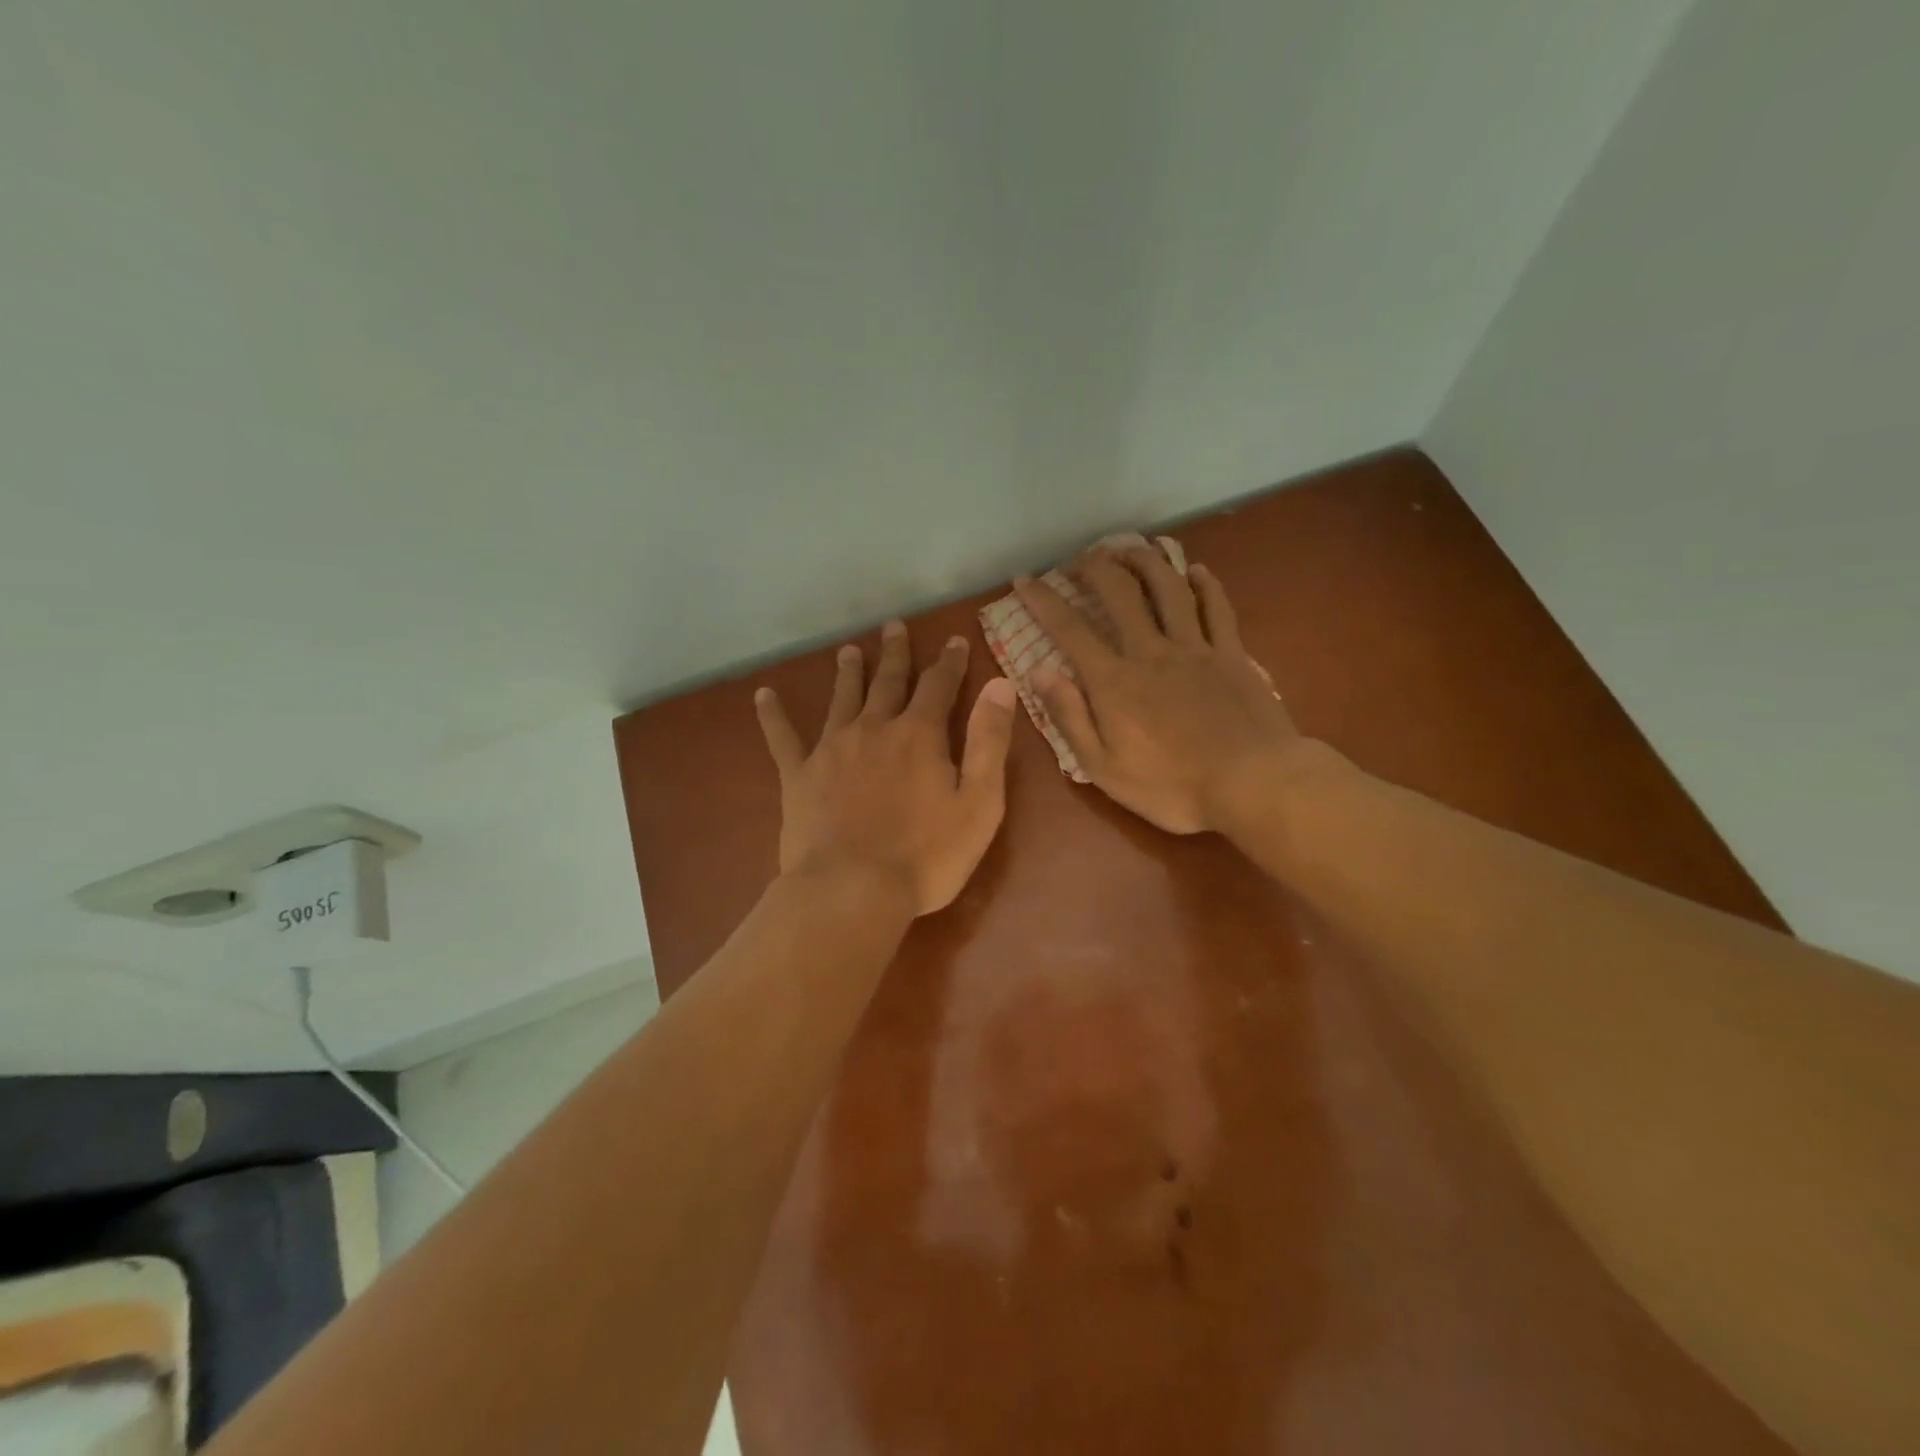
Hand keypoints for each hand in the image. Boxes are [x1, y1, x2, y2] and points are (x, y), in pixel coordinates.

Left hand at [755, 621, 1017, 915]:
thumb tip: (1001, 685)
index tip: (954, 640)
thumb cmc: (926, 855)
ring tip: (848, 650)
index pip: (939, 685)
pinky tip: (763, 696)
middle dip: (895, 654)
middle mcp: (874, 729)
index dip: (949, 662)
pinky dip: (773, 715)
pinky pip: (783, 738)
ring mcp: (831, 749)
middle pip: (887, 682)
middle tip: (893, 627)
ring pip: (841, 699)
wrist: (852, 890)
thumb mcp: (979, 802)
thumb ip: (989, 740)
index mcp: (919, 735)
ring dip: (847, 673)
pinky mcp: (799, 776)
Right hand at [1014, 545, 1301, 834]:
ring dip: (1145, 561)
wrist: (1253, 784)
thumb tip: (1038, 670)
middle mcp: (1151, 651)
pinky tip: (1194, 569)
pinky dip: (1204, 584)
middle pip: (1120, 592)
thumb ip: (1069, 716)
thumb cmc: (1172, 786)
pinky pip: (1217, 607)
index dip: (1043, 600)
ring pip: (1168, 587)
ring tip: (1129, 548)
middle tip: (1079, 559)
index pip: (1069, 628)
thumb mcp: (1103, 767)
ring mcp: (1196, 648)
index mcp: (1114, 681)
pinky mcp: (1232, 654)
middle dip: (1094, 567)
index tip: (1024, 580)